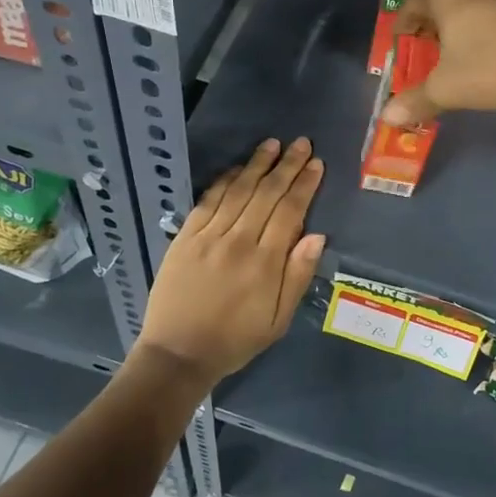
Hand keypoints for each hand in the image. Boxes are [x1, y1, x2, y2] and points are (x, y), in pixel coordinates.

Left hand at [134, 137, 325, 385]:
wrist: (178, 354)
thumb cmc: (235, 340)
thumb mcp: (278, 320)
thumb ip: (297, 276)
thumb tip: (317, 236)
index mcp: (265, 263)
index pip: (290, 211)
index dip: (304, 185)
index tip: (316, 164)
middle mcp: (238, 242)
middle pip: (266, 194)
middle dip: (286, 166)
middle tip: (300, 142)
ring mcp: (208, 237)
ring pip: (238, 191)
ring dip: (257, 165)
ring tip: (272, 144)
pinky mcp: (185, 238)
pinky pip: (208, 201)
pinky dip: (224, 181)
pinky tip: (236, 168)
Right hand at [382, 0, 495, 125]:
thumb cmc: (493, 67)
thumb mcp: (449, 89)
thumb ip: (416, 100)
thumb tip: (387, 117)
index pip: (411, 6)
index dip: (403, 29)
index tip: (402, 48)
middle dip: (433, 23)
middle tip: (431, 50)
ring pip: (472, 0)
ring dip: (463, 21)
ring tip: (463, 50)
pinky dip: (489, 23)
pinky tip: (495, 48)